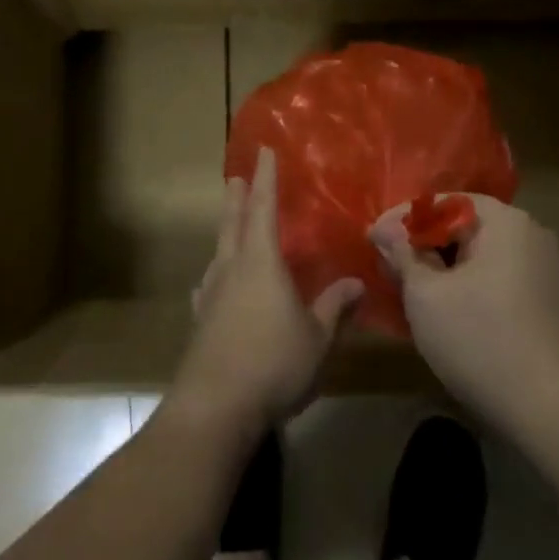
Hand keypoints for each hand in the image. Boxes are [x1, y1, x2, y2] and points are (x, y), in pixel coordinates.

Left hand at [172, 147, 363, 438]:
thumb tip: (356, 282)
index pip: (265, 208)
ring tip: (230, 226)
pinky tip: (213, 284)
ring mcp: (212, 296)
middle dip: (237, 199)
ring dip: (226, 233)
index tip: (265, 151)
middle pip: (233, 224)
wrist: (214, 408)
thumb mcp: (317, 337)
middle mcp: (232, 270)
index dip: (267, 178)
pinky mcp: (201, 323)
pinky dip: (215, 276)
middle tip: (236, 178)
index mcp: (261, 262)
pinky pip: (210, 286)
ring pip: (219, 253)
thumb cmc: (273, 363)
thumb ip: (335, 307)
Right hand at [370, 195, 558, 435]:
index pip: (442, 201)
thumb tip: (384, 229)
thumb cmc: (481, 340)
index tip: (371, 240)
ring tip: (407, 289)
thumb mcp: (426, 295)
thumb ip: (403, 254)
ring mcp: (541, 267)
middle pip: (462, 225)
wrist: (553, 410)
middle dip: (421, 244)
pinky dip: (464, 284)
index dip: (402, 218)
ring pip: (477, 253)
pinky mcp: (544, 298)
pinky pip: (494, 276)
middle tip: (386, 267)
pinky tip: (441, 308)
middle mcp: (528, 233)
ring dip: (440, 266)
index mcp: (503, 221)